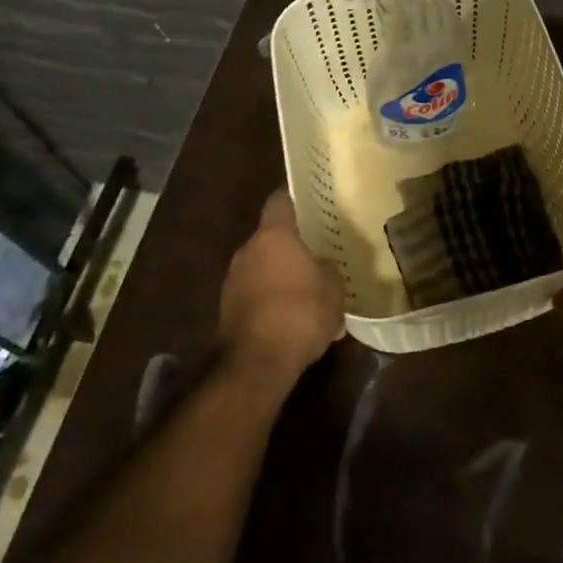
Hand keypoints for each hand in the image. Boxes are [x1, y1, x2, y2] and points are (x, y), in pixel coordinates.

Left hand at [218, 190, 344, 379]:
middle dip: (292, 243)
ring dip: (281, 273)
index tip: (312, 201)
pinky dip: (271, 297)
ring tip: (309, 287)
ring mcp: (233, 280)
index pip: (280, 200)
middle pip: (271, 236)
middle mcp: (248, 251)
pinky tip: (293, 315)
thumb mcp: (334, 288)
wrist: (256, 364)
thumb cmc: (300, 313)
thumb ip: (329, 269)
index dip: (296, 198)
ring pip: (263, 266)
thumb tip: (323, 266)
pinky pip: (256, 292)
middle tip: (318, 251)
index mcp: (274, 236)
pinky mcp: (228, 309)